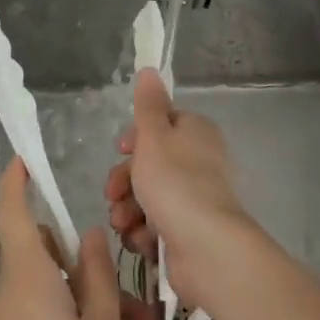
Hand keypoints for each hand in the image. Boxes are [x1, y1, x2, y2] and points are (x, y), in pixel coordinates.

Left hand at [0, 158, 126, 319]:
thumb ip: (98, 277)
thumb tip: (90, 236)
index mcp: (29, 279)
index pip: (12, 214)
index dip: (15, 182)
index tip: (26, 159)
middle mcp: (13, 294)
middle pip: (51, 258)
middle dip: (96, 273)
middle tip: (140, 305)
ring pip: (59, 295)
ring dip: (101, 312)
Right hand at [105, 67, 255, 310]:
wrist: (207, 250)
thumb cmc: (175, 182)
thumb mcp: (153, 136)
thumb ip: (147, 104)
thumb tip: (150, 69)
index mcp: (195, 133)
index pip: (160, 126)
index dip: (135, 139)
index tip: (120, 151)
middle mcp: (199, 163)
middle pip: (149, 164)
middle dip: (124, 181)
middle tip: (113, 195)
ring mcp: (195, 200)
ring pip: (148, 198)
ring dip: (129, 210)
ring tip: (124, 224)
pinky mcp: (189, 234)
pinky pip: (157, 227)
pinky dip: (144, 233)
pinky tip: (141, 242)